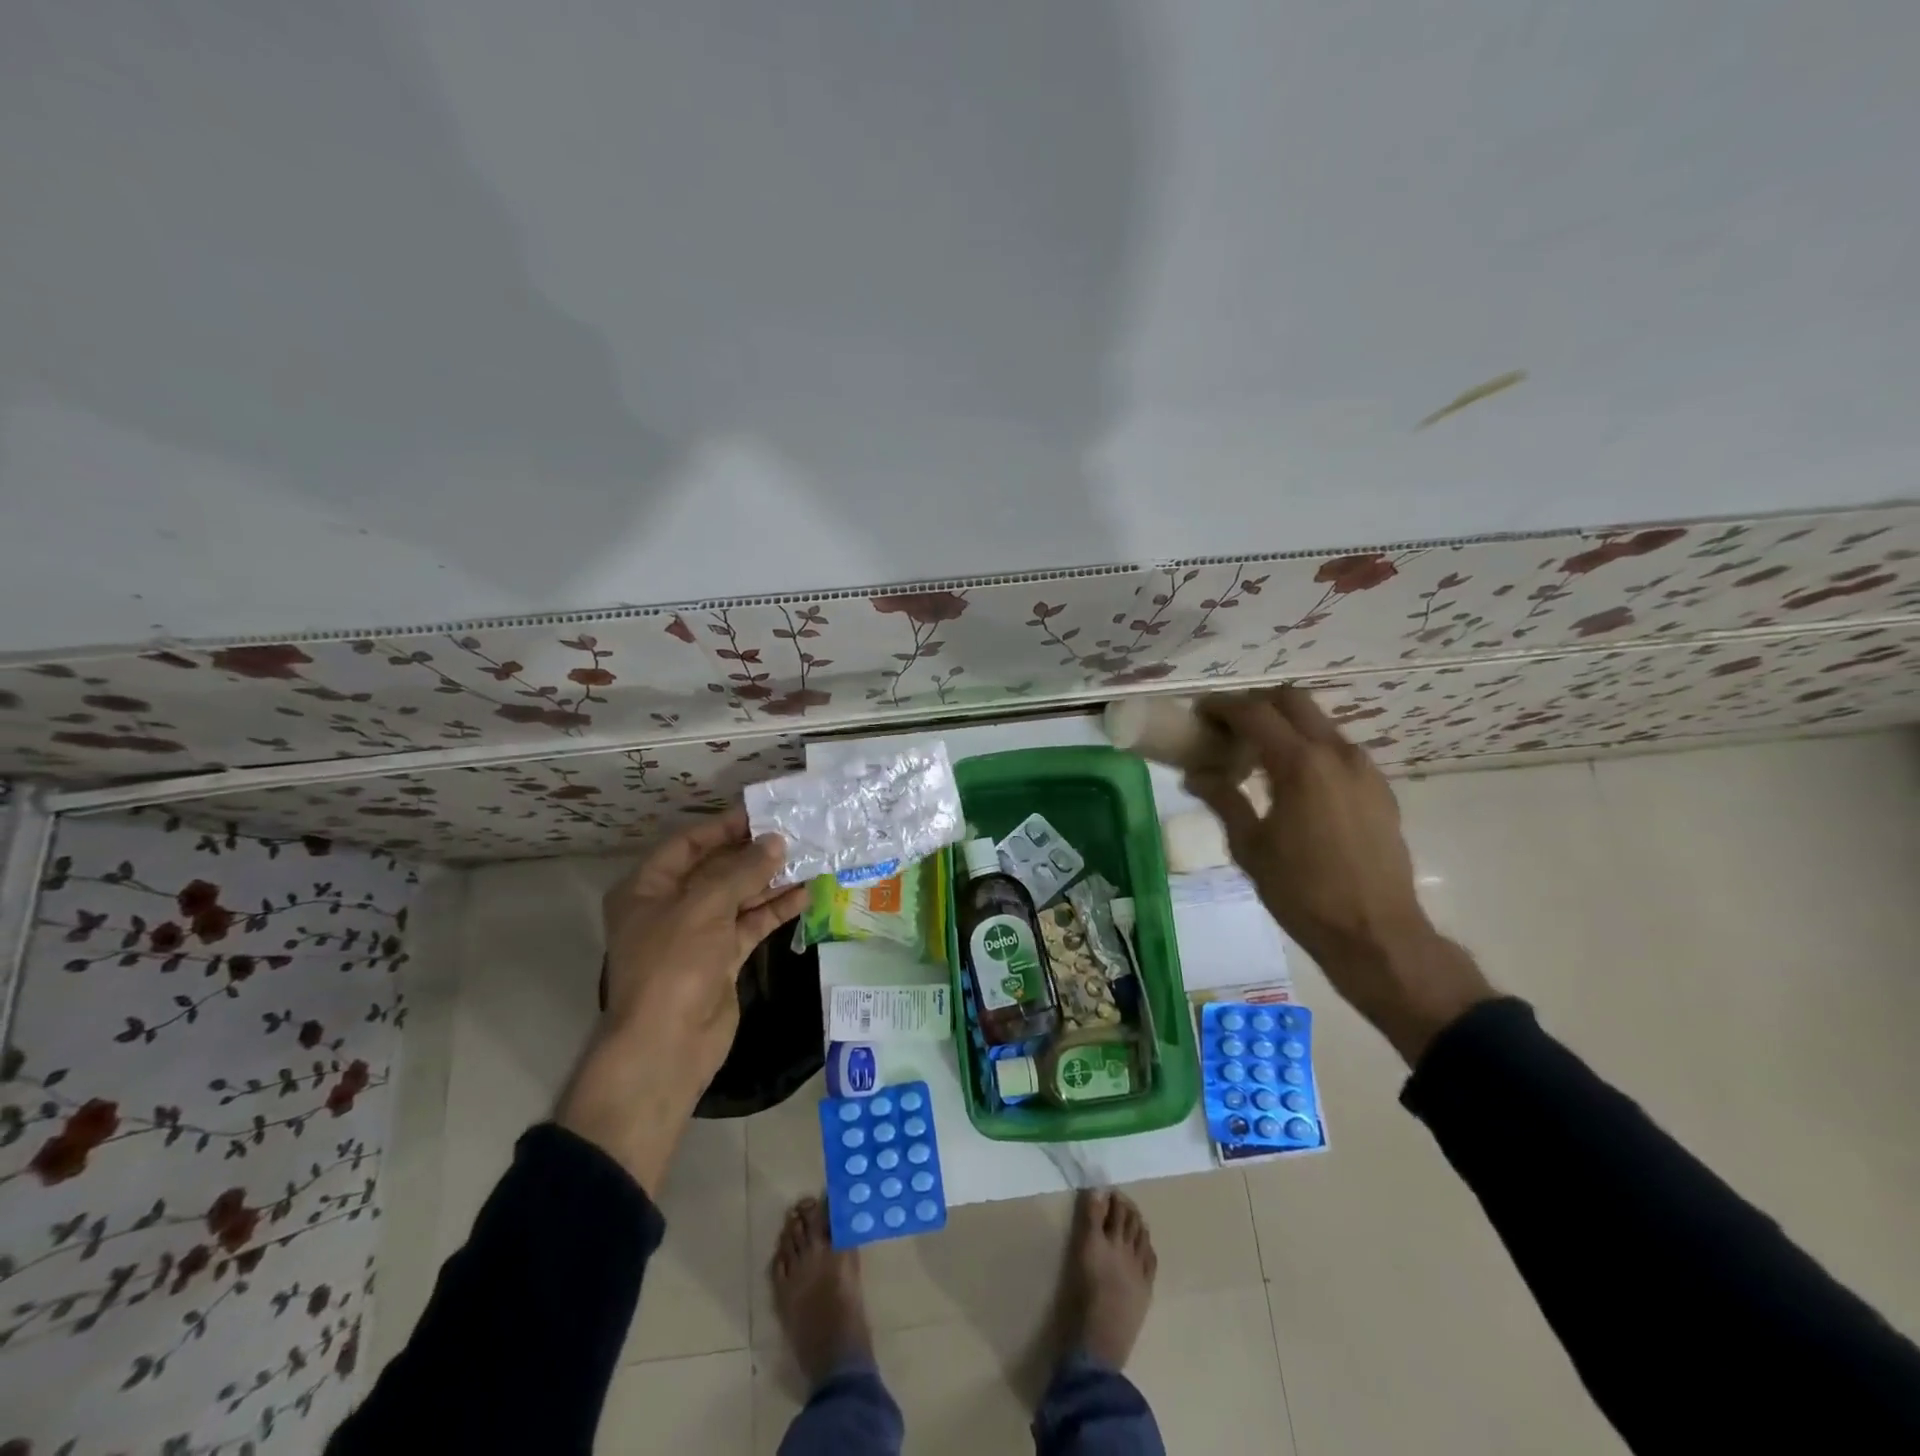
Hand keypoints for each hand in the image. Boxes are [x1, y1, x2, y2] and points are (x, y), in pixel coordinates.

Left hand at [558, 810, 807, 1190]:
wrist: (667, 1046)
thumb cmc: (673, 964)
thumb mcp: (704, 906)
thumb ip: (742, 870)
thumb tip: (776, 842)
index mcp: (647, 888)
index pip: (687, 844)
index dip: (724, 827)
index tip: (763, 814)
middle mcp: (670, 907)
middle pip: (715, 869)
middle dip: (752, 853)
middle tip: (794, 834)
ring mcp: (697, 935)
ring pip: (738, 897)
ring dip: (769, 880)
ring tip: (808, 859)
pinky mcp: (721, 959)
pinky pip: (750, 924)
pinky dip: (774, 910)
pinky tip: (804, 894)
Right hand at [1185, 687, 1492, 1064]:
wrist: (1375, 933)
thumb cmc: (1302, 892)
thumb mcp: (1250, 846)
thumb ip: (1223, 800)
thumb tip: (1196, 775)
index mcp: (1300, 764)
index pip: (1254, 713)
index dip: (1222, 706)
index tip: (1198, 712)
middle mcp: (1337, 754)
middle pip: (1292, 701)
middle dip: (1255, 704)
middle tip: (1227, 727)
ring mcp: (1364, 769)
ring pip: (1318, 723)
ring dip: (1284, 726)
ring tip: (1256, 757)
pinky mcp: (1379, 789)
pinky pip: (1337, 751)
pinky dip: (1308, 749)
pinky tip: (1292, 784)